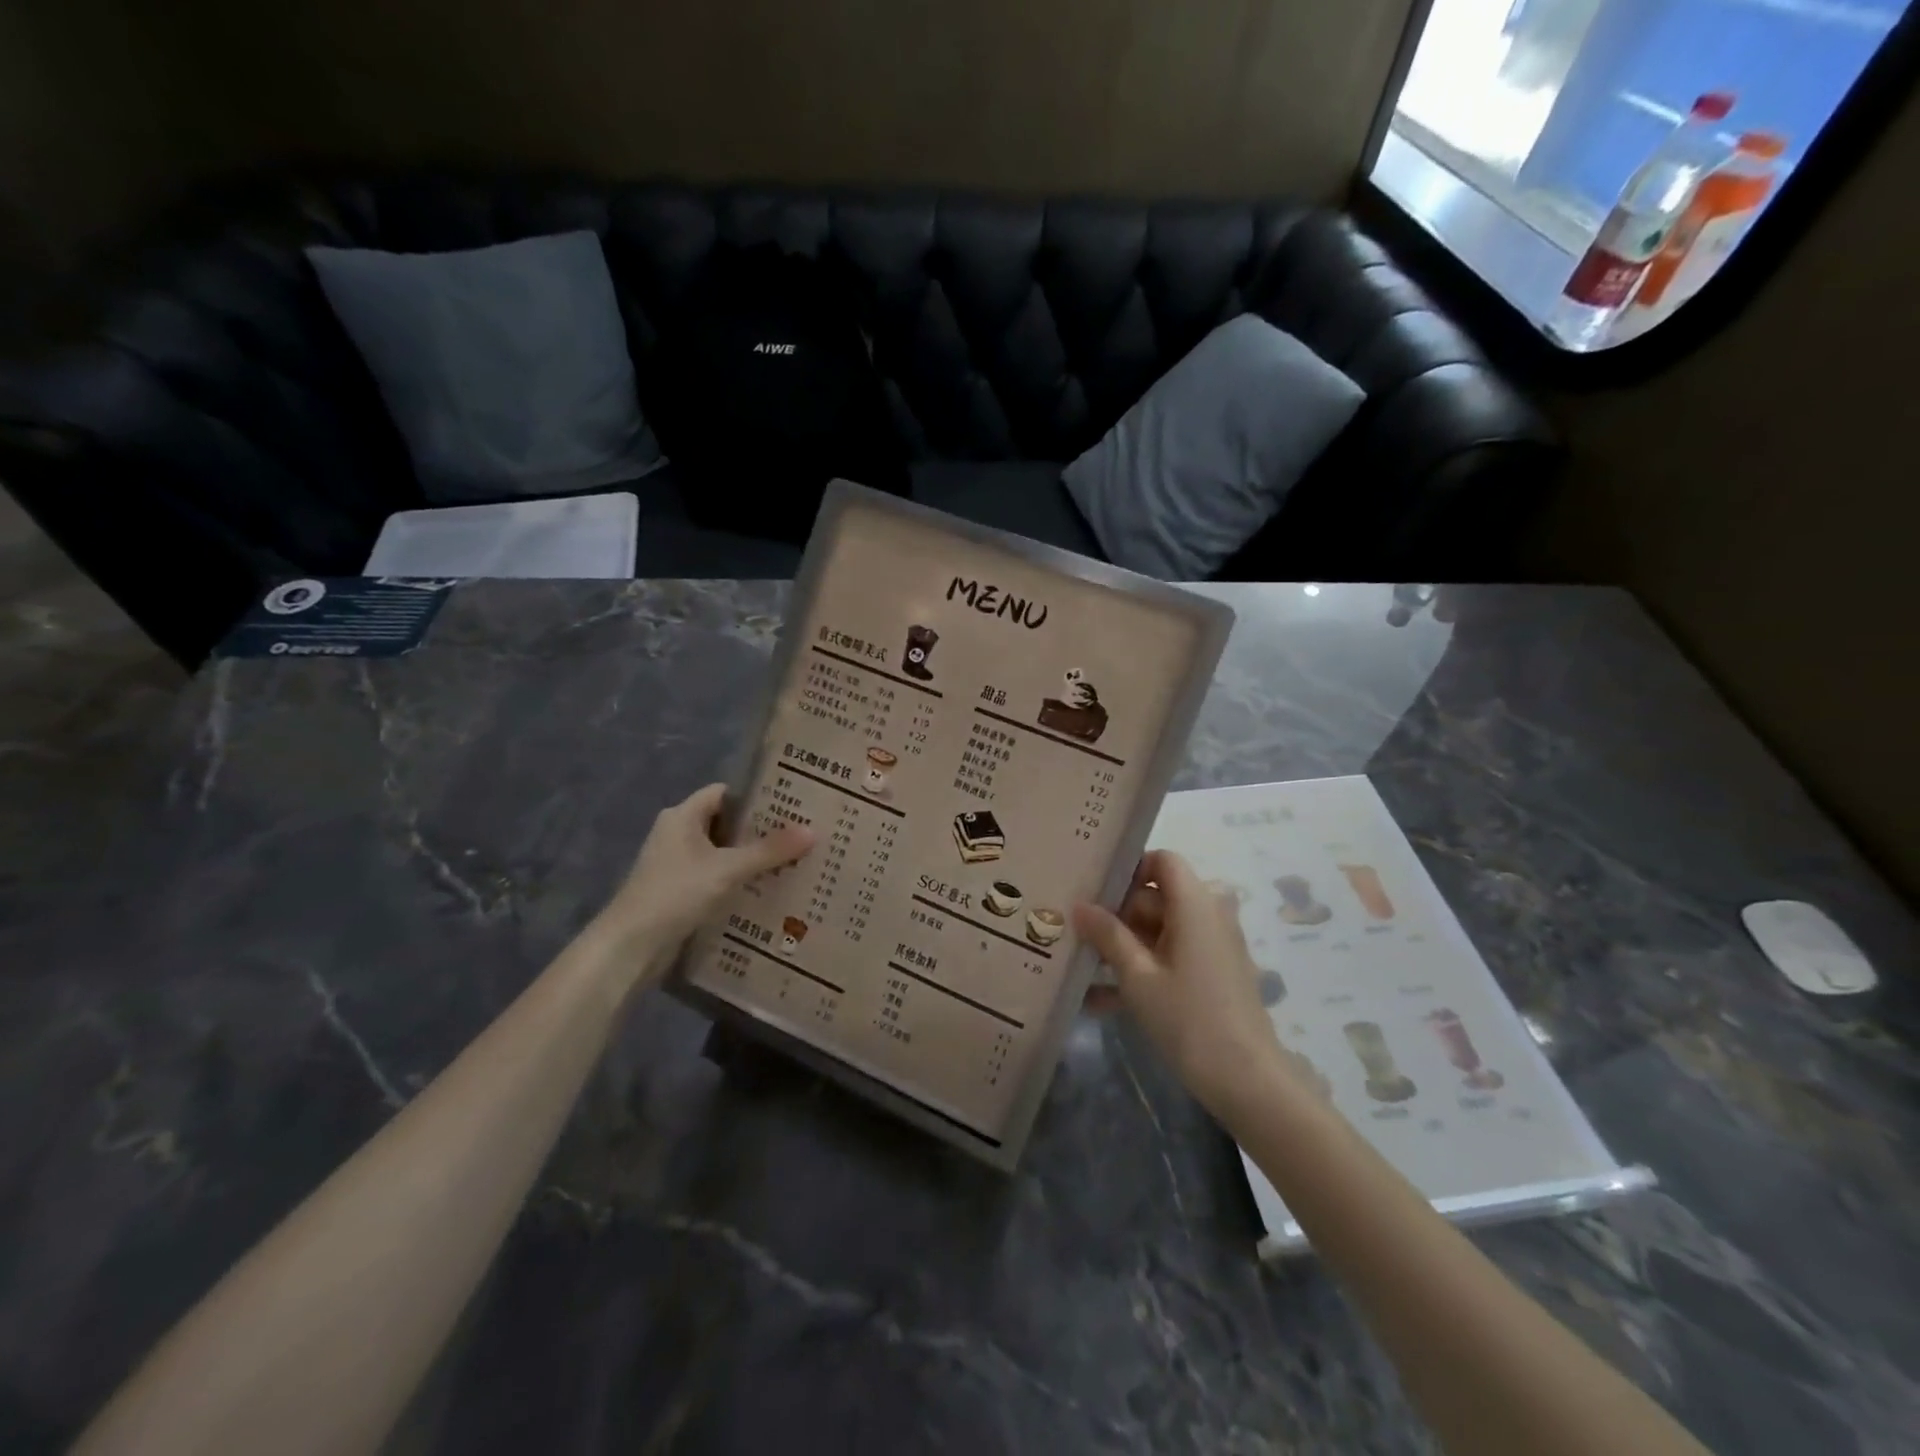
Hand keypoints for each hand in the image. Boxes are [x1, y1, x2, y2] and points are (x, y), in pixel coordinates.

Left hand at [591, 783, 813, 981]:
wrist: (630, 947)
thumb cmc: (675, 894)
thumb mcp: (727, 869)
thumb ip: (769, 851)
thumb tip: (812, 831)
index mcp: (682, 816)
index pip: (725, 793)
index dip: (756, 795)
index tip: (791, 802)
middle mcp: (677, 834)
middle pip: (726, 823)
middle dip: (761, 829)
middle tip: (800, 832)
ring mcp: (677, 864)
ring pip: (723, 852)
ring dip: (751, 857)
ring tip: (793, 859)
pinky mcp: (679, 891)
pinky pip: (716, 876)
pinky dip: (739, 879)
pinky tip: (767, 888)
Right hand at [1074, 850, 1313, 1123]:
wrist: (1247, 1082)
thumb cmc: (1189, 1018)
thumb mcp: (1138, 976)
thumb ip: (1107, 935)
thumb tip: (1079, 905)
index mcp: (1195, 904)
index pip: (1162, 860)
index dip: (1128, 869)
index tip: (1094, 890)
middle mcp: (1208, 916)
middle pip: (1155, 897)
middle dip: (1115, 915)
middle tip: (1074, 933)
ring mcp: (1211, 947)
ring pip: (1158, 931)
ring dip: (1122, 947)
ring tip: (1078, 968)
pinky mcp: (1211, 975)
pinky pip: (1169, 958)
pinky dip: (1140, 971)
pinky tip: (1099, 1000)